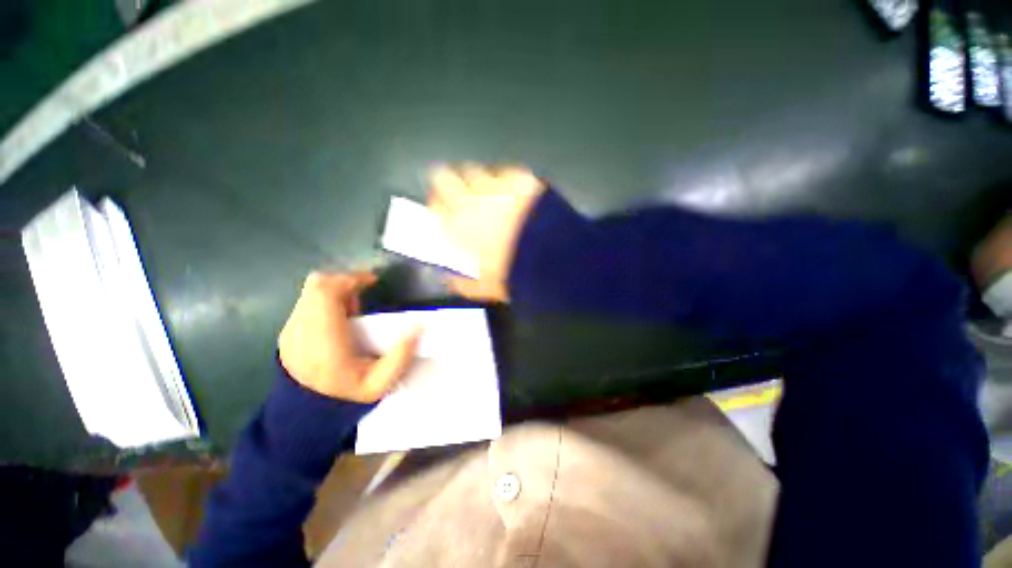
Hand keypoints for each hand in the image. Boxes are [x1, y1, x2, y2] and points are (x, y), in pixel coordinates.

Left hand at [277, 271, 419, 402]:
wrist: (306, 414)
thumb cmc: (346, 396)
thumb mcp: (381, 383)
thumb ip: (401, 355)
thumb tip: (418, 326)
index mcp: (322, 342)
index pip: (326, 293)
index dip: (351, 279)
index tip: (373, 281)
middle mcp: (300, 331)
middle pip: (317, 286)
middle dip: (345, 282)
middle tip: (364, 296)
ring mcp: (289, 331)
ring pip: (311, 292)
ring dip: (336, 291)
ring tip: (353, 310)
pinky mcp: (287, 332)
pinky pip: (307, 303)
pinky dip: (326, 301)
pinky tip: (339, 320)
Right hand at [427, 165, 545, 300]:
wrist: (550, 258)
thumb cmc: (512, 273)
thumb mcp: (481, 286)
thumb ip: (461, 278)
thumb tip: (452, 274)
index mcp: (456, 227)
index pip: (433, 206)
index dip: (436, 207)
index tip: (442, 210)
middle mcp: (469, 201)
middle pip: (443, 177)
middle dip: (446, 184)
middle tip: (458, 195)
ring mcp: (494, 186)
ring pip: (473, 171)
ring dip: (475, 183)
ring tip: (488, 195)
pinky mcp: (519, 179)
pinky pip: (504, 173)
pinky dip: (505, 182)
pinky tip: (513, 194)